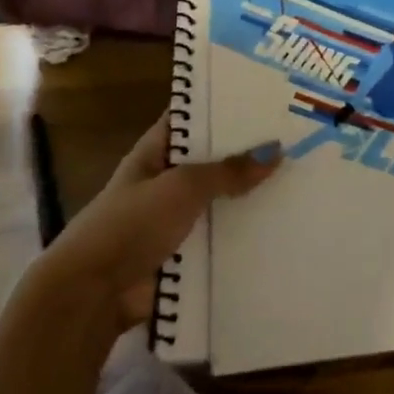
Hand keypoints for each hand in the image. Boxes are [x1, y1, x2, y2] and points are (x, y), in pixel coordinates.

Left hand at [38, 113, 282, 324]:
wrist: (93, 294)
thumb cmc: (132, 224)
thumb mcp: (182, 186)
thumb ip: (228, 170)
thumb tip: (276, 151)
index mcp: (155, 153)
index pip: (191, 119)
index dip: (222, 107)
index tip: (264, 98)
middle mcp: (165, 182)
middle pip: (212, 162)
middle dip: (247, 155)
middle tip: (297, 140)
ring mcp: (175, 221)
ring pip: (221, 203)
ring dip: (251, 199)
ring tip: (300, 182)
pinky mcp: (185, 256)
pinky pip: (222, 240)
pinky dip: (245, 237)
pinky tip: (284, 227)